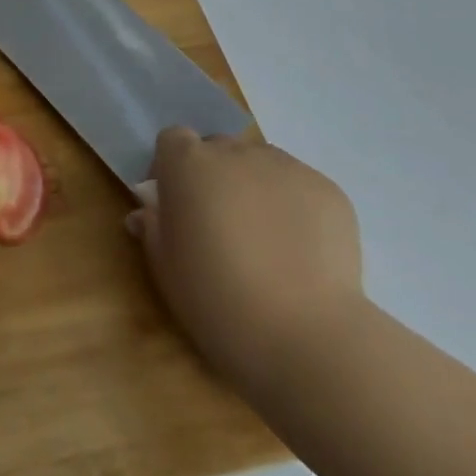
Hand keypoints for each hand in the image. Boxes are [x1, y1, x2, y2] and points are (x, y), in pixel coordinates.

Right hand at [128, 127, 363, 392]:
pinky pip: (300, 188)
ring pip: (261, 166)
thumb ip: (153, 228)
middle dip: (215, 177)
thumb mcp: (166, 268)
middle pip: (219, 149)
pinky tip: (300, 253)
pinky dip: (295, 209)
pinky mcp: (328, 190)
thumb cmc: (216, 300)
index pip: (173, 139)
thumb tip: (147, 213)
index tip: (174, 204)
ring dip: (255, 188)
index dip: (171, 167)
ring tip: (266, 241)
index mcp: (189, 164)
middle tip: (220, 225)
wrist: (304, 336)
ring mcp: (287, 168)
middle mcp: (236, 153)